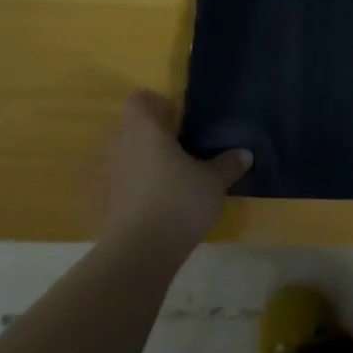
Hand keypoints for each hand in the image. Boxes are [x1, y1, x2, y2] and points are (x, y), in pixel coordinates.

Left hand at [99, 90, 250, 261]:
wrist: (139, 252)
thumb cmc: (178, 200)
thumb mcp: (214, 181)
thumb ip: (228, 164)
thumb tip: (244, 153)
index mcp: (145, 131)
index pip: (139, 100)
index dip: (157, 103)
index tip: (178, 117)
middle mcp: (121, 147)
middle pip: (131, 128)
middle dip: (153, 134)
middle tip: (182, 145)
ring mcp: (110, 176)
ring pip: (126, 156)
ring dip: (145, 161)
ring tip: (173, 175)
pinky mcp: (108, 203)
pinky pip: (124, 183)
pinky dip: (139, 186)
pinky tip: (162, 201)